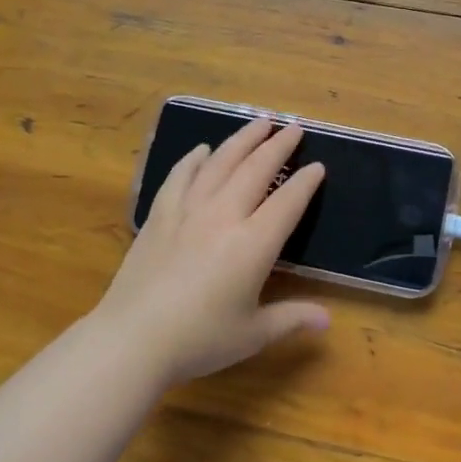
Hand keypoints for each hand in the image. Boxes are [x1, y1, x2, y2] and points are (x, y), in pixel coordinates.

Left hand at [94, 117, 329, 385]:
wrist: (132, 339)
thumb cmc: (199, 339)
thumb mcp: (253, 334)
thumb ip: (291, 318)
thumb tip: (328, 320)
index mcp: (253, 244)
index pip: (287, 202)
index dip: (306, 182)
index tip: (318, 166)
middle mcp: (224, 216)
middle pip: (256, 169)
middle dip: (278, 146)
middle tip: (294, 127)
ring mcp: (188, 211)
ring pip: (220, 163)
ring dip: (242, 140)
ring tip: (259, 122)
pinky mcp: (159, 215)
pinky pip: (179, 176)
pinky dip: (193, 159)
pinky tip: (201, 150)